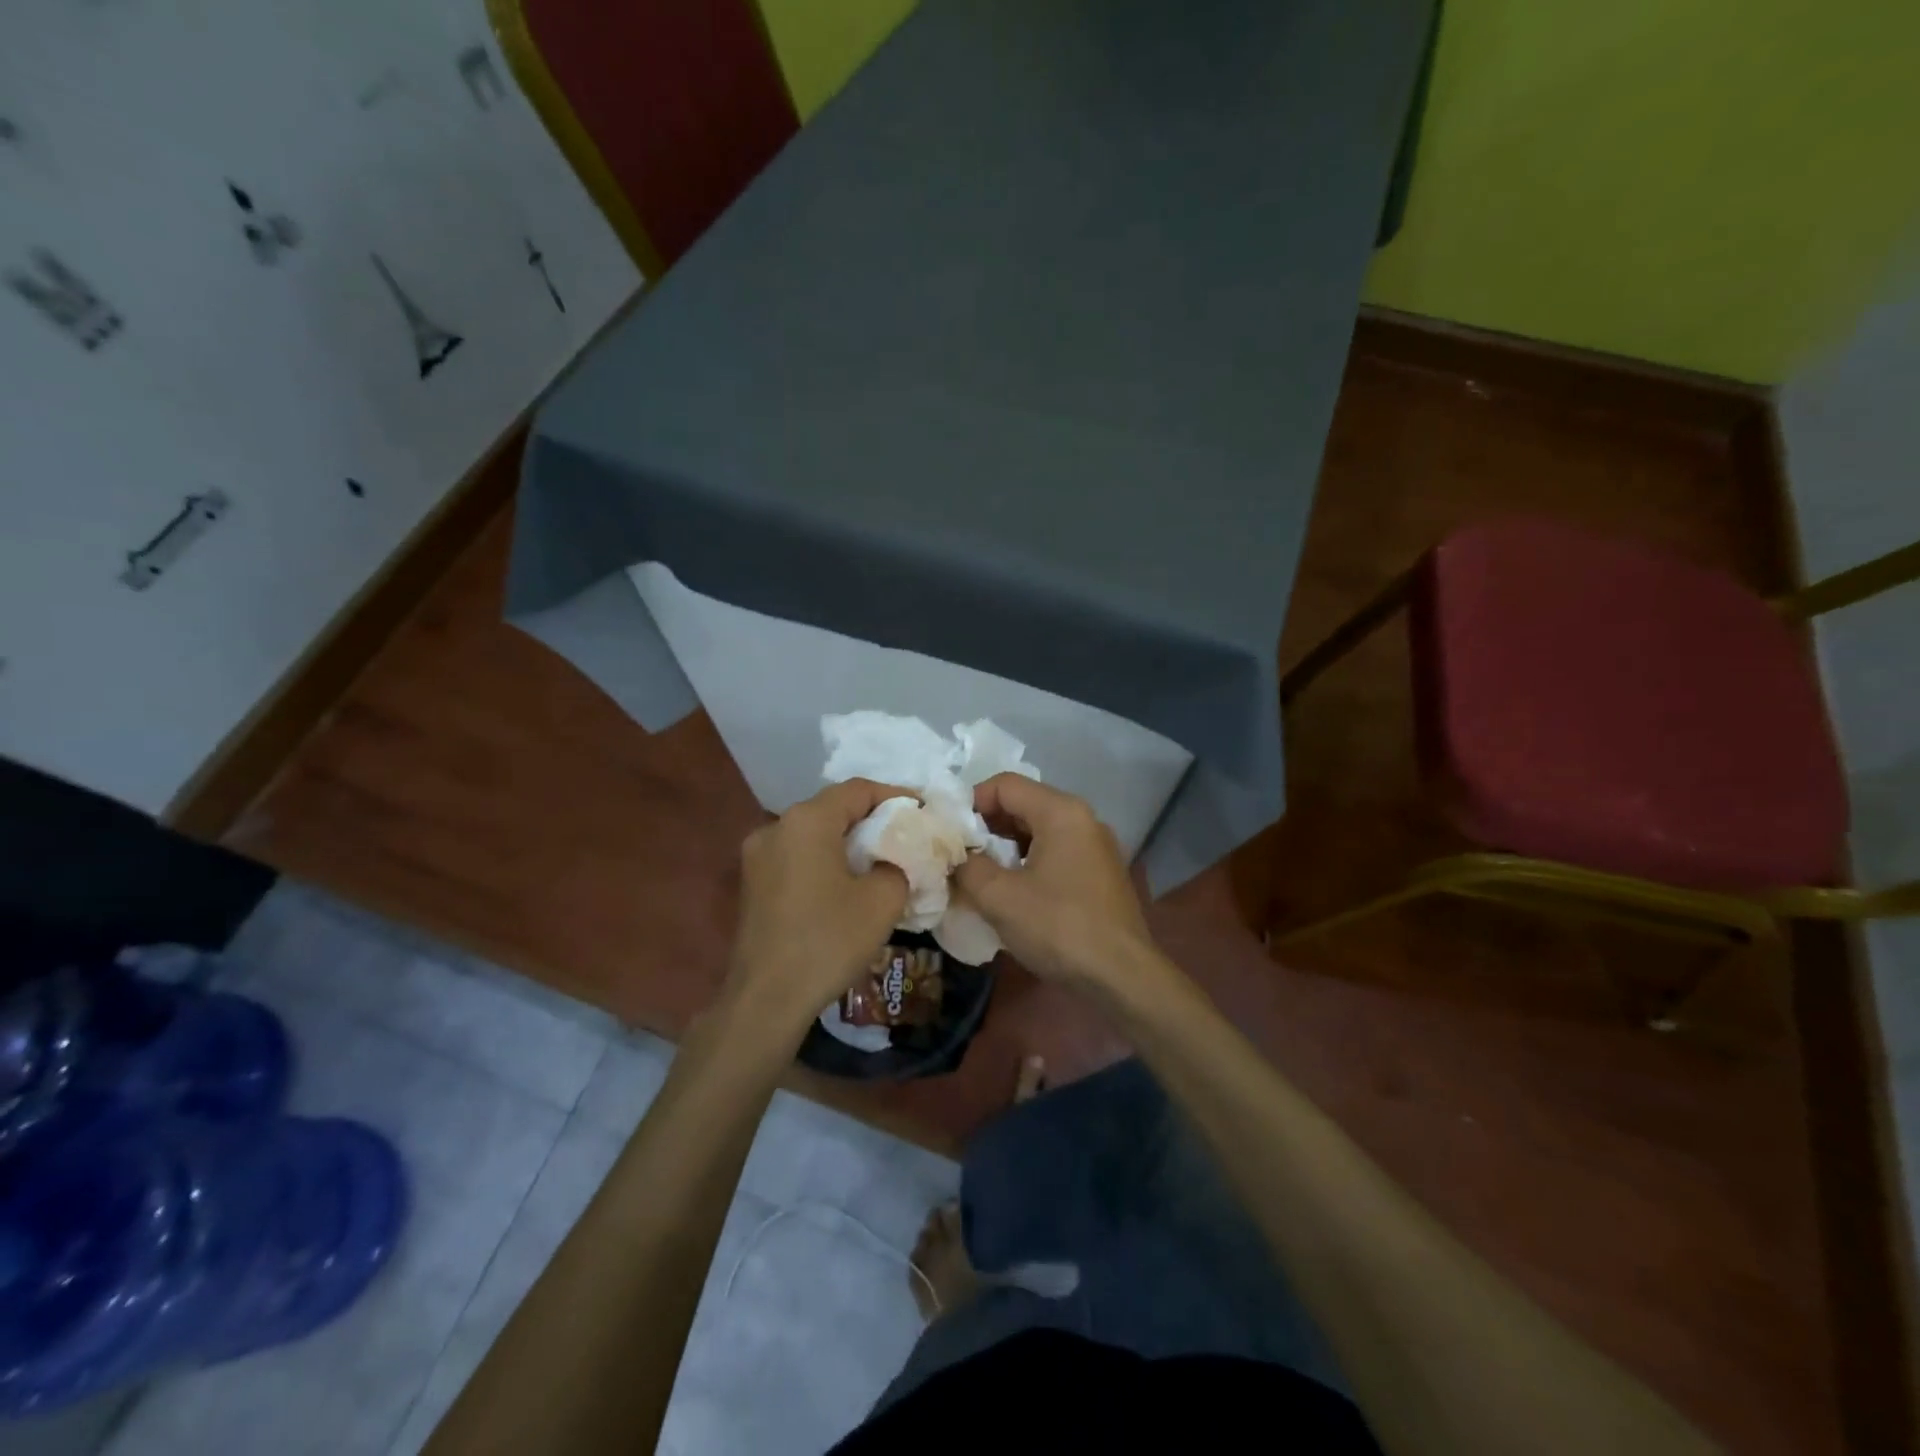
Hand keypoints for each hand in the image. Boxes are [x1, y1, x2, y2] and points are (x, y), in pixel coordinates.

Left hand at [724, 779, 910, 1040]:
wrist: (766, 999)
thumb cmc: (828, 941)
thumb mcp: (883, 900)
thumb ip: (901, 863)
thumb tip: (899, 858)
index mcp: (807, 820)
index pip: (859, 790)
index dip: (896, 796)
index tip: (924, 812)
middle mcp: (776, 826)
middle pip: (833, 807)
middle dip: (873, 818)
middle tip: (907, 835)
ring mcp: (757, 854)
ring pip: (814, 832)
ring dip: (848, 840)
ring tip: (881, 859)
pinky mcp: (752, 882)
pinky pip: (797, 855)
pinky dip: (825, 858)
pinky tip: (846, 882)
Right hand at [953, 775, 1157, 989]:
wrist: (1122, 977)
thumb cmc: (1059, 928)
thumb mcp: (999, 897)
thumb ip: (967, 867)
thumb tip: (956, 858)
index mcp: (1061, 811)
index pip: (1005, 785)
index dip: (970, 802)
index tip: (949, 833)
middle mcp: (1083, 819)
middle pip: (1023, 804)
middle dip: (986, 826)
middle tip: (959, 855)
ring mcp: (1096, 846)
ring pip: (1039, 830)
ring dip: (1005, 847)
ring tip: (980, 875)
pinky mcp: (1101, 873)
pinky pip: (1055, 852)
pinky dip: (1028, 862)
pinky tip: (1012, 892)